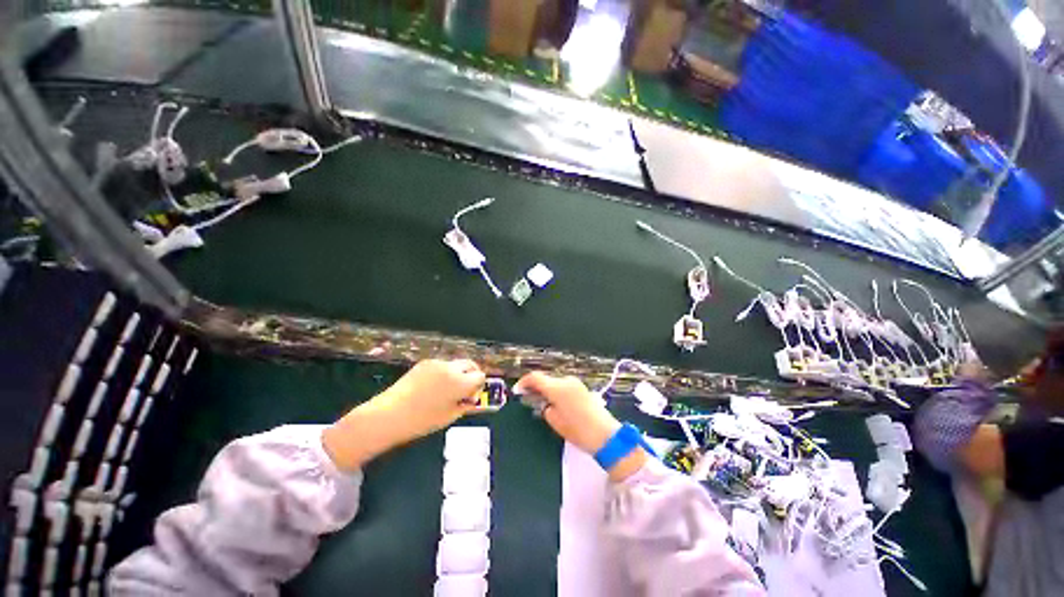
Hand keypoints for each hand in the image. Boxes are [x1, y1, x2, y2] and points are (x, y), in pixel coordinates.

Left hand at [323, 359, 485, 470]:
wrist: (389, 414)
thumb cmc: (422, 420)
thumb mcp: (449, 416)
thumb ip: (465, 404)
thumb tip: (473, 398)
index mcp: (460, 382)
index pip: (480, 376)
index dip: (478, 386)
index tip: (471, 395)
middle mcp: (451, 368)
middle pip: (470, 365)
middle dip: (471, 375)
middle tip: (465, 389)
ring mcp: (437, 363)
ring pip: (456, 364)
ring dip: (457, 373)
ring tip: (445, 389)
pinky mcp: (425, 362)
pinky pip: (442, 365)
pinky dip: (444, 373)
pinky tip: (432, 386)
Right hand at [513, 372, 620, 454]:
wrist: (606, 435)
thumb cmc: (578, 430)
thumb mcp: (555, 421)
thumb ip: (545, 408)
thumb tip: (543, 402)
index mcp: (557, 388)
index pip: (535, 377)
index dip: (524, 382)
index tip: (517, 390)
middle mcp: (566, 381)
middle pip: (546, 379)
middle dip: (536, 387)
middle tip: (528, 398)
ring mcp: (576, 383)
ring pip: (555, 382)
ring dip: (547, 389)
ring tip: (543, 403)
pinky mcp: (582, 388)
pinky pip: (565, 386)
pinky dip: (557, 391)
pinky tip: (556, 403)